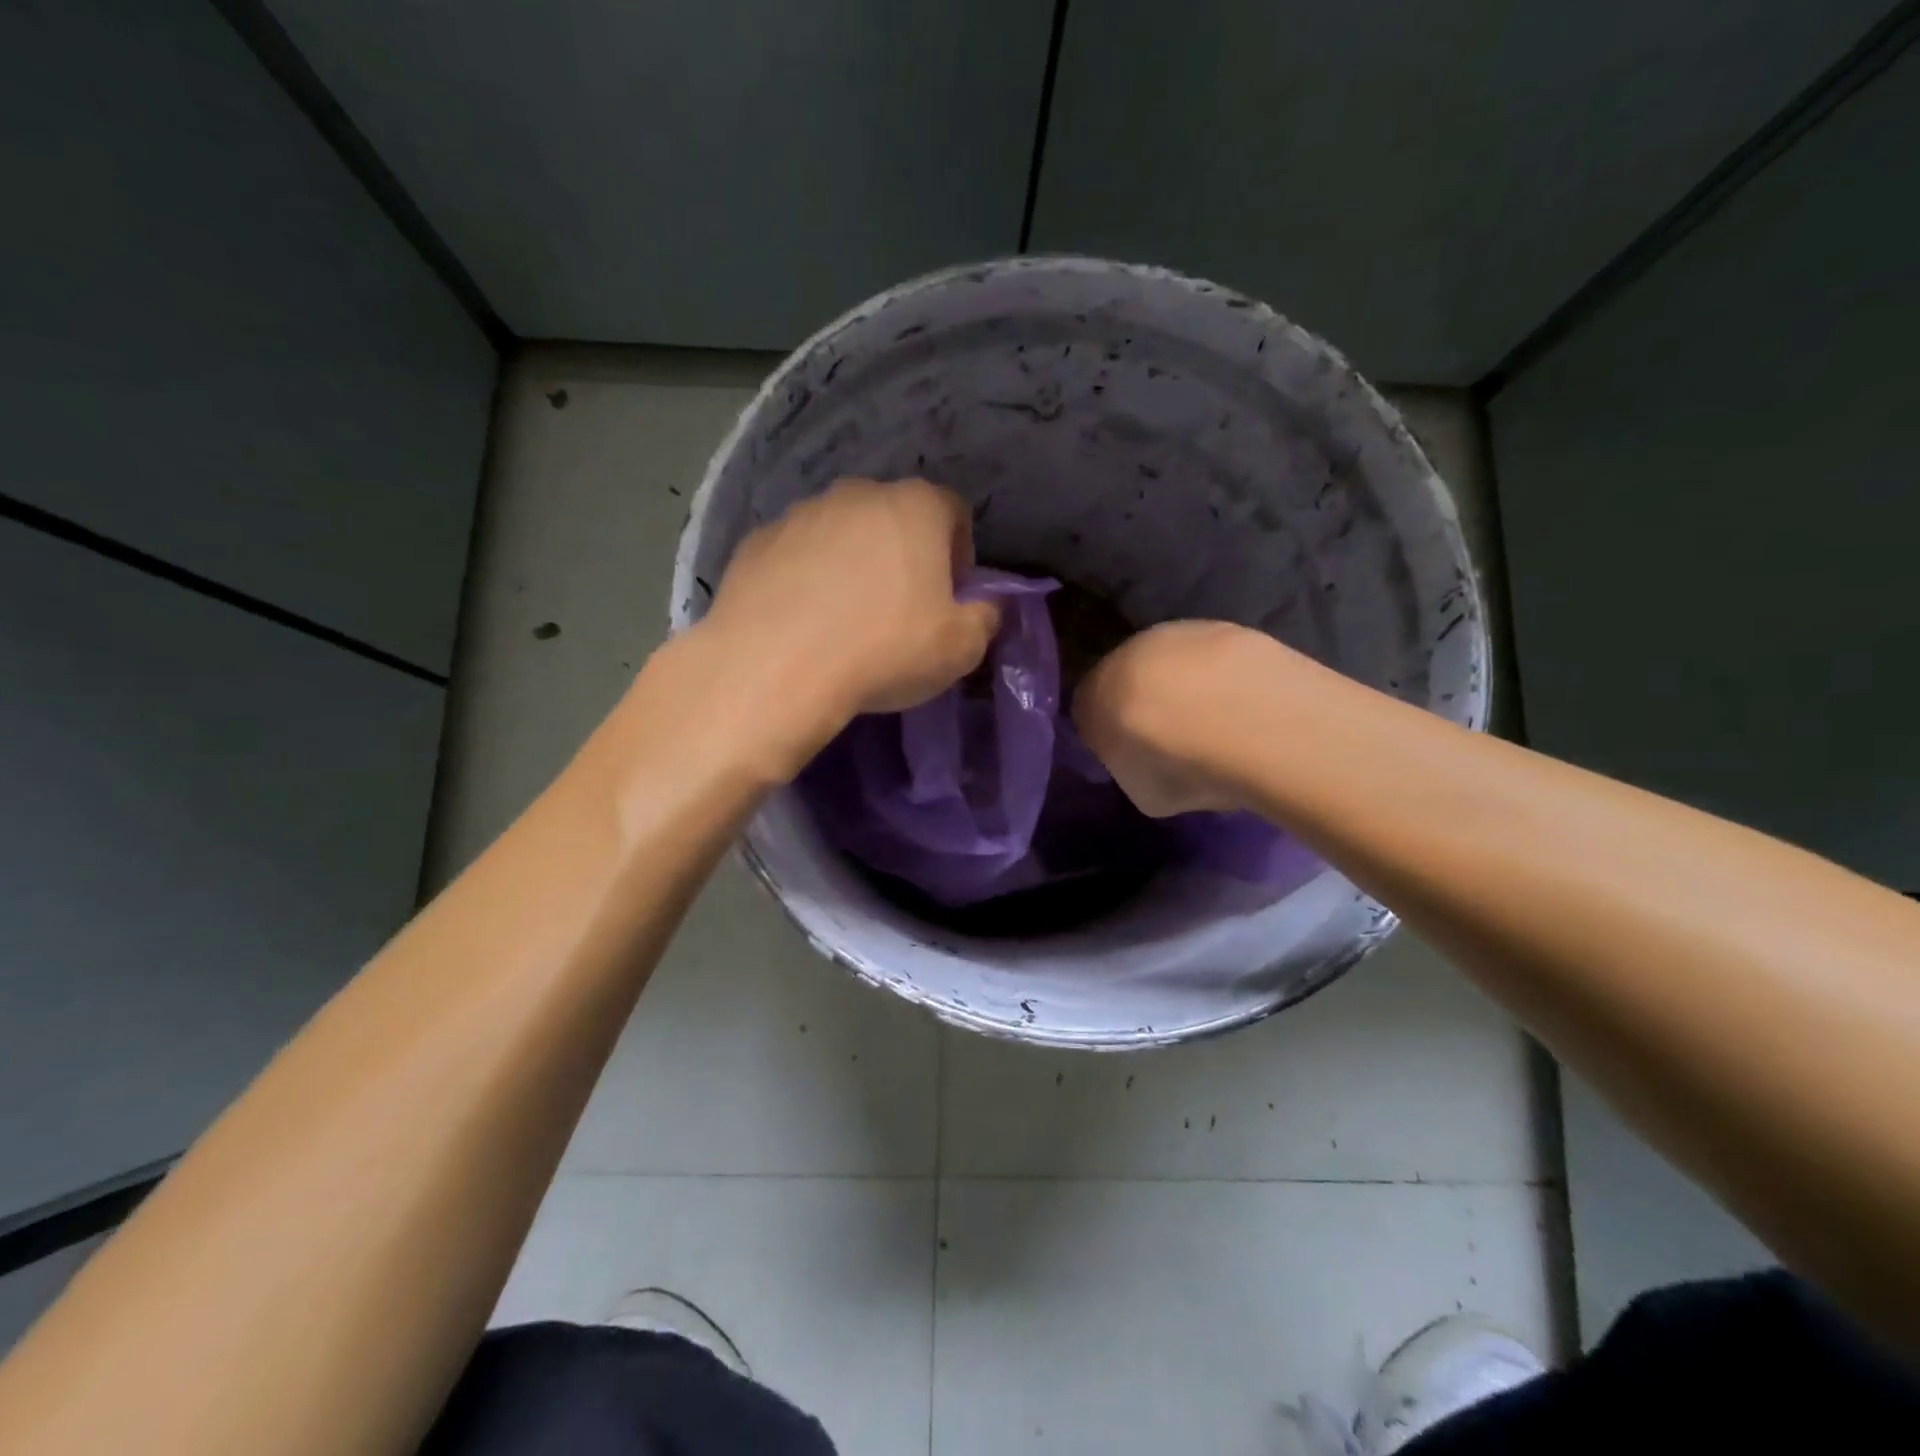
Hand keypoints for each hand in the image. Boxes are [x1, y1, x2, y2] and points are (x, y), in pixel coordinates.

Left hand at [691, 477, 1000, 758]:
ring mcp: (801, 514)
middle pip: (894, 518)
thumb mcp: (961, 648)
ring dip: (852, 565)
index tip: (952, 595)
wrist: (776, 667)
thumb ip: (985, 618)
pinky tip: (804, 623)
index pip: (953, 512)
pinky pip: (796, 556)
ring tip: (847, 619)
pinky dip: (806, 579)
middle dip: (904, 555)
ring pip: (841, 534)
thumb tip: (985, 607)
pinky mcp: (756, 542)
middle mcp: (857, 495)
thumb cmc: (885, 649)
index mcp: (915, 507)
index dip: (960, 553)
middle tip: (902, 608)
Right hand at [1072, 620, 1272, 816]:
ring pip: (1173, 662)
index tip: (1134, 757)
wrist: (1249, 721)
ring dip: (1187, 686)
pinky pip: (1216, 658)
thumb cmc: (1182, 766)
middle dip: (1147, 704)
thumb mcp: (1141, 790)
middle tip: (1175, 740)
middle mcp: (1126, 653)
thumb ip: (1132, 766)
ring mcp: (1177, 633)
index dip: (1111, 736)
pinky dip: (1225, 677)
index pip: (1089, 714)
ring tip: (1217, 722)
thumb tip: (1142, 759)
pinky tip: (1247, 705)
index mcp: (1093, 695)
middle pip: (1130, 679)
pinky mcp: (1226, 627)